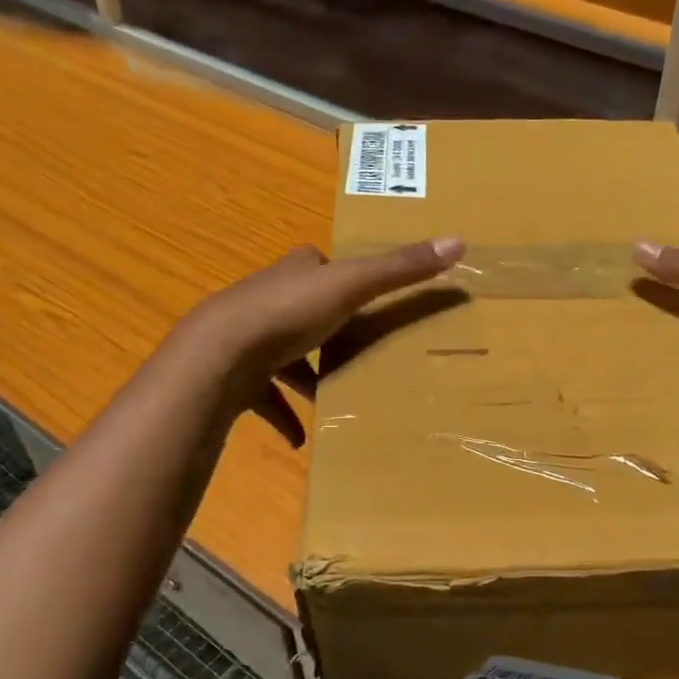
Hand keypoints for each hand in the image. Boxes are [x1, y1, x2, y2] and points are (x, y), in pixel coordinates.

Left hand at [170, 237, 463, 444]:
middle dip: (325, 329)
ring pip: (281, 355)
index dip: (337, 274)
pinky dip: (283, 415)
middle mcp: (266, 299)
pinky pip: (263, 397)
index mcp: (294, 274)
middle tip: (357, 349)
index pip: (316, 263)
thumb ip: (401, 269)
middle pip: (300, 308)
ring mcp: (246, 338)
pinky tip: (301, 438)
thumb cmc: (288, 314)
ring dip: (304, 376)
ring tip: (334, 396)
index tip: (363, 293)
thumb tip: (459, 240)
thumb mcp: (352, 286)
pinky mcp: (235, 376)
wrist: (219, 356)